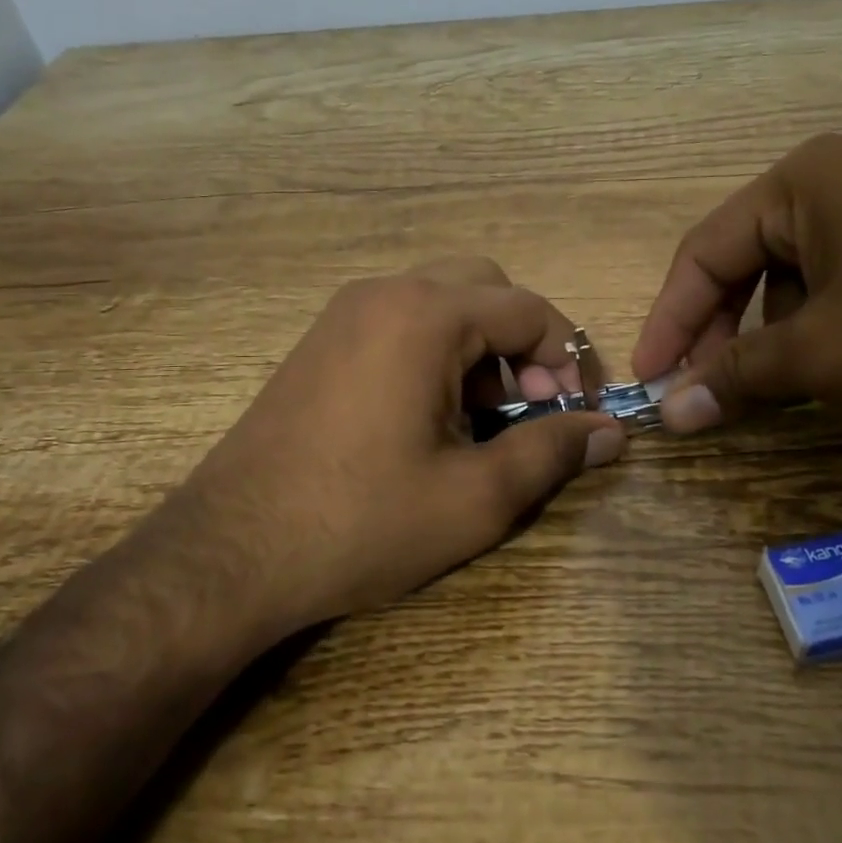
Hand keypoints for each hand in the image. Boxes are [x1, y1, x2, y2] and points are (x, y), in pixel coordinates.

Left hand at [179, 258, 624, 637]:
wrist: (229, 553)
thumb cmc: (361, 522)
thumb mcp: (475, 497)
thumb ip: (552, 452)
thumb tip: (611, 433)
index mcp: (426, 316)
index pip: (530, 310)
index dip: (569, 358)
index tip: (578, 413)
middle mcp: (385, 294)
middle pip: (486, 289)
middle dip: (524, 343)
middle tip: (529, 408)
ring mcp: (344, 314)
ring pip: (442, 302)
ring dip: (480, 348)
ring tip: (482, 421)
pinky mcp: (321, 342)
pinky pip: (400, 322)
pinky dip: (436, 352)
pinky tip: (429, 418)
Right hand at [631, 133, 841, 433]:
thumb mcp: (821, 355)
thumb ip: (734, 376)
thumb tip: (669, 412)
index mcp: (804, 182)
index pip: (705, 252)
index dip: (669, 320)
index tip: (647, 378)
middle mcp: (838, 185)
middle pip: (745, 264)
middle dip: (717, 332)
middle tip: (696, 393)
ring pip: (790, 284)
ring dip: (764, 340)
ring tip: (757, 393)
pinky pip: (836, 293)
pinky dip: (812, 337)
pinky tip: (817, 380)